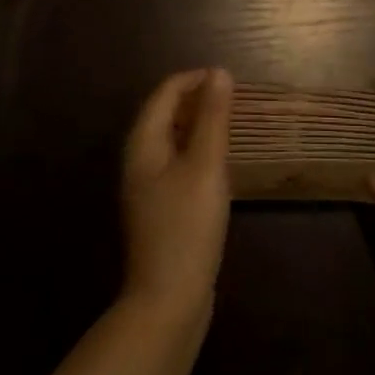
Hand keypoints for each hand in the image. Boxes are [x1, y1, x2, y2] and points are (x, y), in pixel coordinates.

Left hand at [121, 68, 232, 322]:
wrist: (168, 302)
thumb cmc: (187, 226)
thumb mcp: (206, 166)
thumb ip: (213, 118)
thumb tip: (219, 73)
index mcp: (143, 143)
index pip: (165, 92)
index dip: (196, 79)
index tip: (230, 81)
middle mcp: (139, 159)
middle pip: (165, 113)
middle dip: (198, 100)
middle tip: (235, 101)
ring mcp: (147, 186)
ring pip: (172, 138)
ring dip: (199, 125)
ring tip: (232, 125)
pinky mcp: (159, 208)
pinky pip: (177, 162)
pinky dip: (197, 151)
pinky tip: (219, 164)